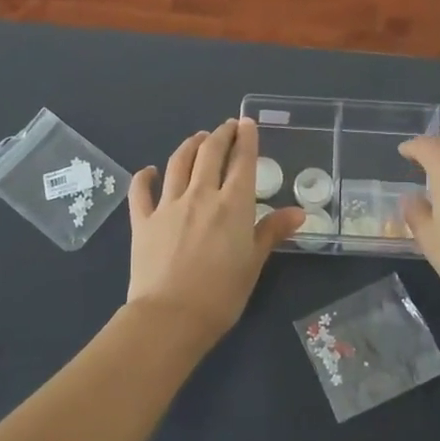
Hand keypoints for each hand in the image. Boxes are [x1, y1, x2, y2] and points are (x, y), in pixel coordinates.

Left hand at [127, 118, 303, 344]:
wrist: (170, 316)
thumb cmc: (221, 294)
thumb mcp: (254, 263)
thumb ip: (272, 232)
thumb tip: (298, 212)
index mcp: (233, 205)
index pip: (242, 162)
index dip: (246, 139)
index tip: (247, 123)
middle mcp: (201, 195)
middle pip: (210, 153)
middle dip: (220, 135)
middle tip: (226, 127)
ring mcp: (169, 205)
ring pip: (178, 163)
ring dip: (189, 146)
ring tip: (197, 138)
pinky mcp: (143, 220)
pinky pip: (141, 190)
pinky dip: (145, 176)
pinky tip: (149, 170)